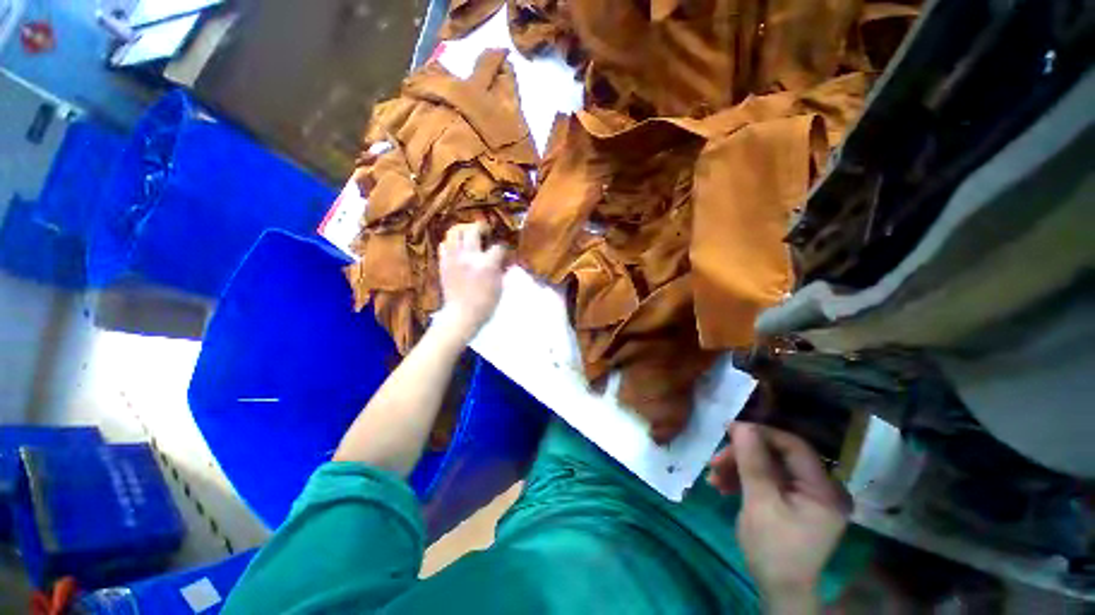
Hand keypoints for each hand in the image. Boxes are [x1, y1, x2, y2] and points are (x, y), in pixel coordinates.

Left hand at [438, 222, 506, 341]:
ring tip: (468, 234)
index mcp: (487, 265)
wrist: (461, 315)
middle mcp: (469, 257)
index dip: (502, 248)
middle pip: (473, 231)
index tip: (503, 250)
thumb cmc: (485, 305)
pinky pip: (444, 244)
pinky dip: (451, 243)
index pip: (497, 247)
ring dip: (463, 230)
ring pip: (454, 232)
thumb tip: (502, 260)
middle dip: (481, 228)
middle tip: (485, 230)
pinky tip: (457, 248)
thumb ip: (501, 270)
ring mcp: (454, 259)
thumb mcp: (500, 287)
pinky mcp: (443, 263)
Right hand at [708, 423, 850, 601]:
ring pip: (768, 466)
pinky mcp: (793, 502)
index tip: (729, 431)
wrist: (779, 590)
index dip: (761, 434)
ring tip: (713, 477)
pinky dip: (744, 480)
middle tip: (715, 461)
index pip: (793, 446)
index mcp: (823, 489)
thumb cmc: (773, 549)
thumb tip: (742, 425)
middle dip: (743, 456)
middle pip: (777, 455)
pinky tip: (722, 486)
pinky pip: (767, 480)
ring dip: (738, 468)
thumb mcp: (760, 503)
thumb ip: (753, 462)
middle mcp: (820, 488)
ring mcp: (806, 496)